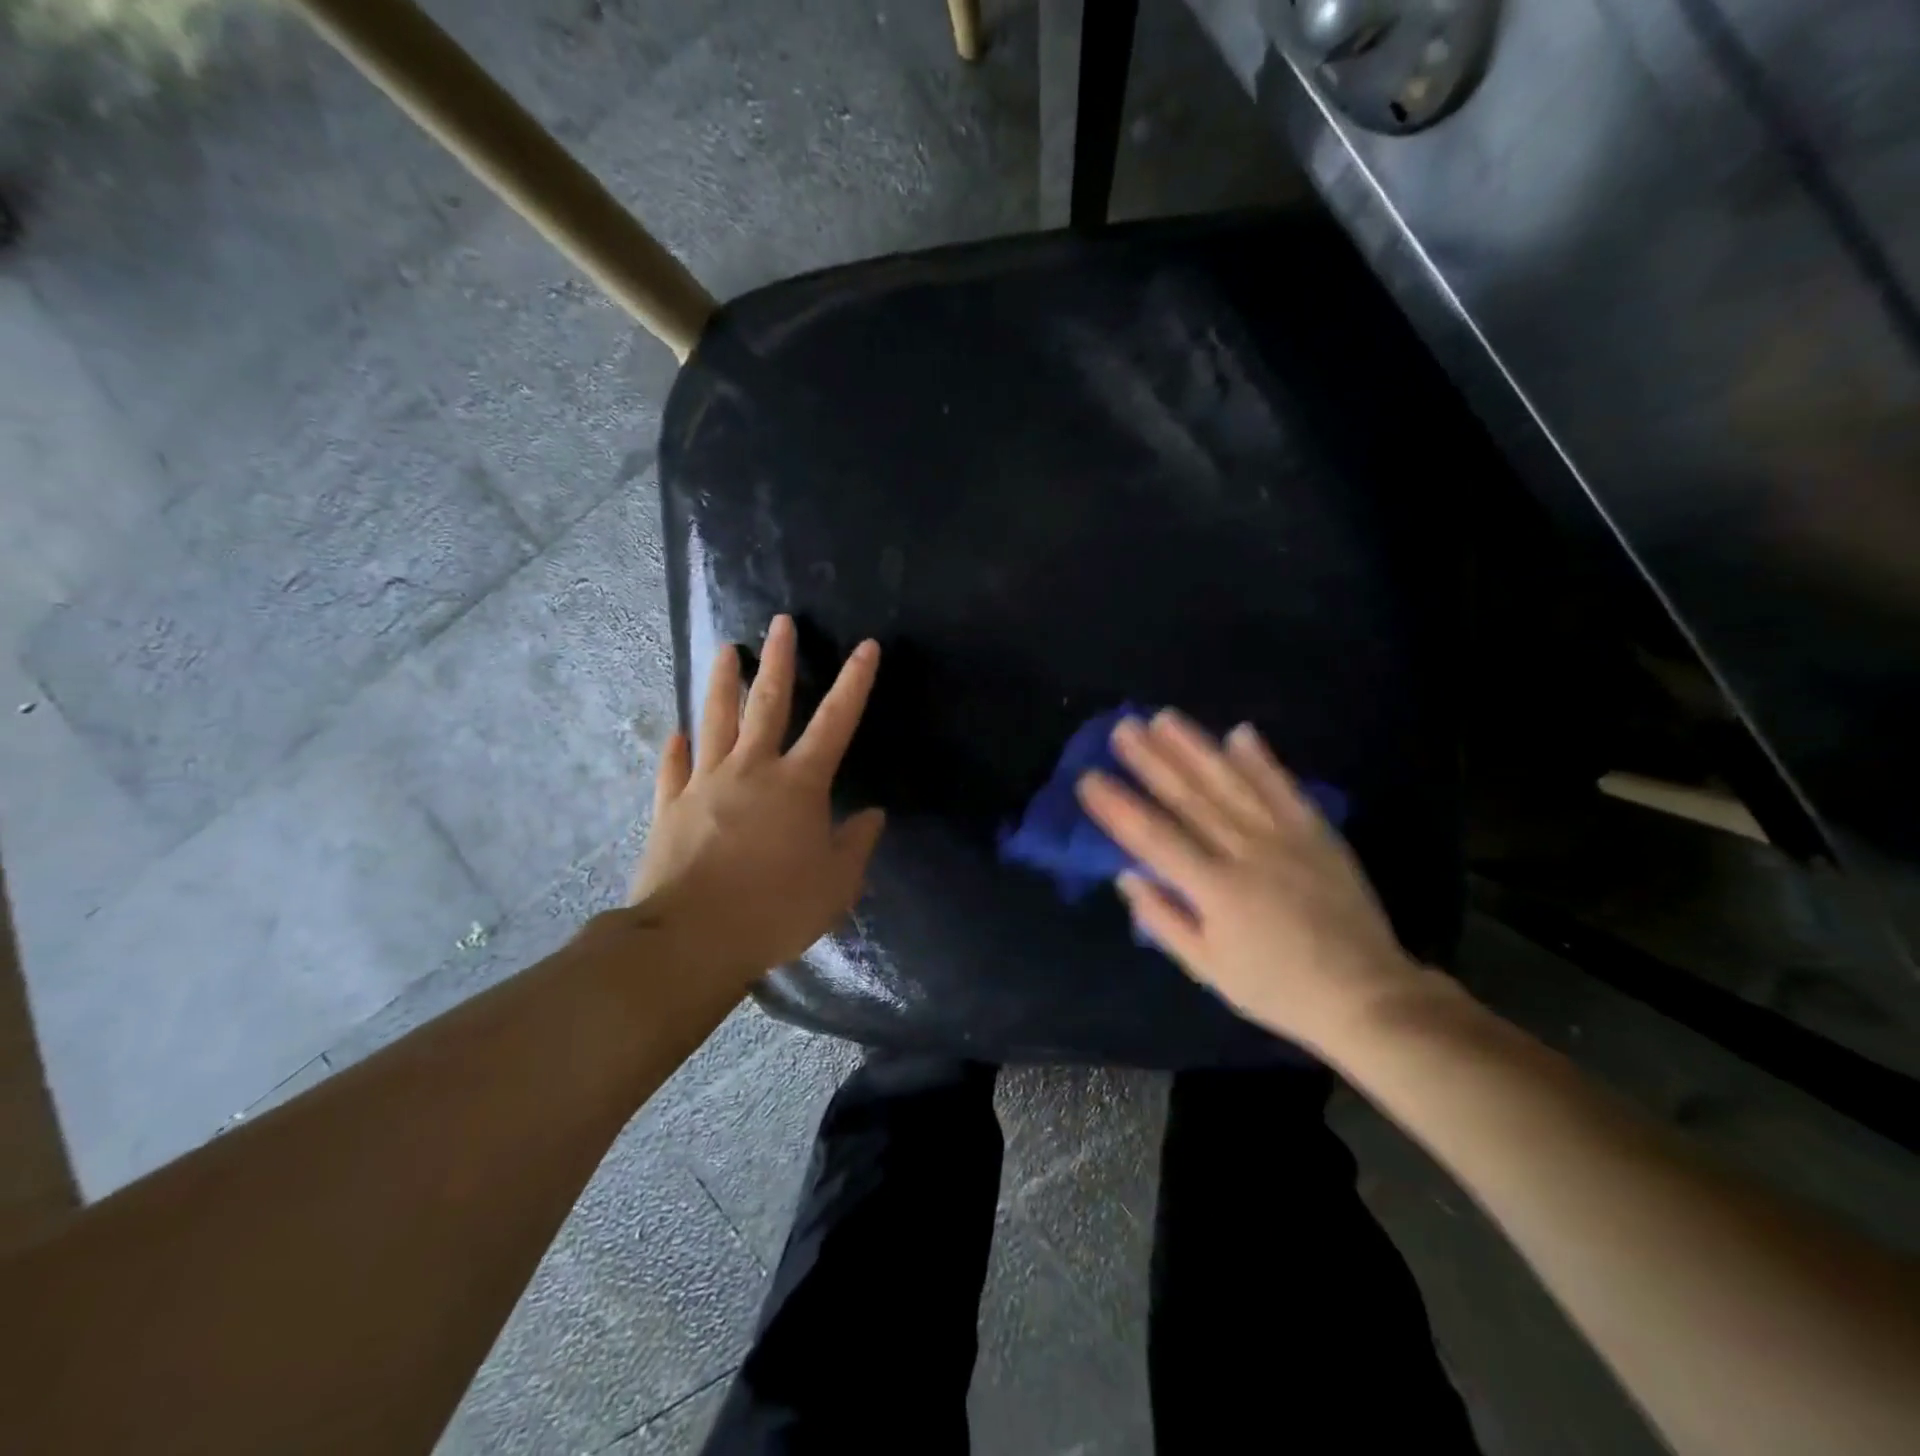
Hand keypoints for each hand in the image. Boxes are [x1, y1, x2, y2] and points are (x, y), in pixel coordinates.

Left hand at [626, 615, 884, 987]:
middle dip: (778, 660)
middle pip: (767, 704)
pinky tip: (676, 732)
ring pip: (715, 721)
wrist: (692, 939)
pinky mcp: (670, 808)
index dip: (854, 682)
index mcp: (799, 784)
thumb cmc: (775, 909)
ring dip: (723, 684)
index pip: (835, 721)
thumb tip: (872, 815)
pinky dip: (676, 749)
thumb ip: (856, 844)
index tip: (866, 646)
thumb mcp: (836, 885)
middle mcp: (752, 770)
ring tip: (726, 651)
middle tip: (780, 622)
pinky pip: (673, 769)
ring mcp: (705, 784)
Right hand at [1077, 710, 1430, 1056]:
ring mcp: (1285, 837)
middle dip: (1152, 761)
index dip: (1119, 807)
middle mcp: (1246, 853)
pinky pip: (1284, 788)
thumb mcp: (1209, 970)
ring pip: (1231, 783)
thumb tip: (1127, 875)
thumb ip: (1164, 920)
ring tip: (1165, 718)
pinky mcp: (1316, 833)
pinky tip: (1239, 732)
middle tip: (1123, 729)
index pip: (1154, 838)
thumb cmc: (1276, 988)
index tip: (1090, 778)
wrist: (1366, 994)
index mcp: (1215, 890)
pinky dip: (1261, 760)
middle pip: (1190, 798)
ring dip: (1196, 748)